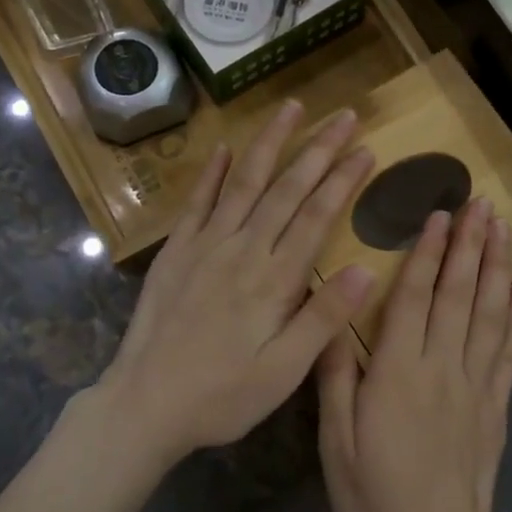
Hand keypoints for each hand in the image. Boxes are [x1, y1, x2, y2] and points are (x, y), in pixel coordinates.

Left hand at [95, 100, 376, 463]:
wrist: (145, 403)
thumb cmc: (223, 395)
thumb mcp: (284, 371)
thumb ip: (323, 319)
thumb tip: (365, 269)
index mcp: (273, 280)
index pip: (316, 217)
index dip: (343, 180)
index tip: (366, 149)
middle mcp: (241, 250)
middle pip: (285, 188)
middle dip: (318, 149)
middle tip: (344, 114)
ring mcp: (204, 246)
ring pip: (243, 182)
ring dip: (269, 143)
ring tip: (291, 108)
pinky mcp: (176, 252)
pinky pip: (197, 202)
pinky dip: (212, 172)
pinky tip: (223, 147)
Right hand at [317, 198, 511, 511]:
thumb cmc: (374, 502)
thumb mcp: (336, 444)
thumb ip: (336, 379)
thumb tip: (333, 319)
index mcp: (396, 374)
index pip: (414, 298)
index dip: (425, 253)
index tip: (437, 215)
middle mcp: (441, 368)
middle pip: (457, 294)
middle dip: (468, 244)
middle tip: (479, 202)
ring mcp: (475, 387)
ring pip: (487, 314)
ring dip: (496, 267)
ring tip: (502, 229)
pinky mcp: (495, 408)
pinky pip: (508, 353)